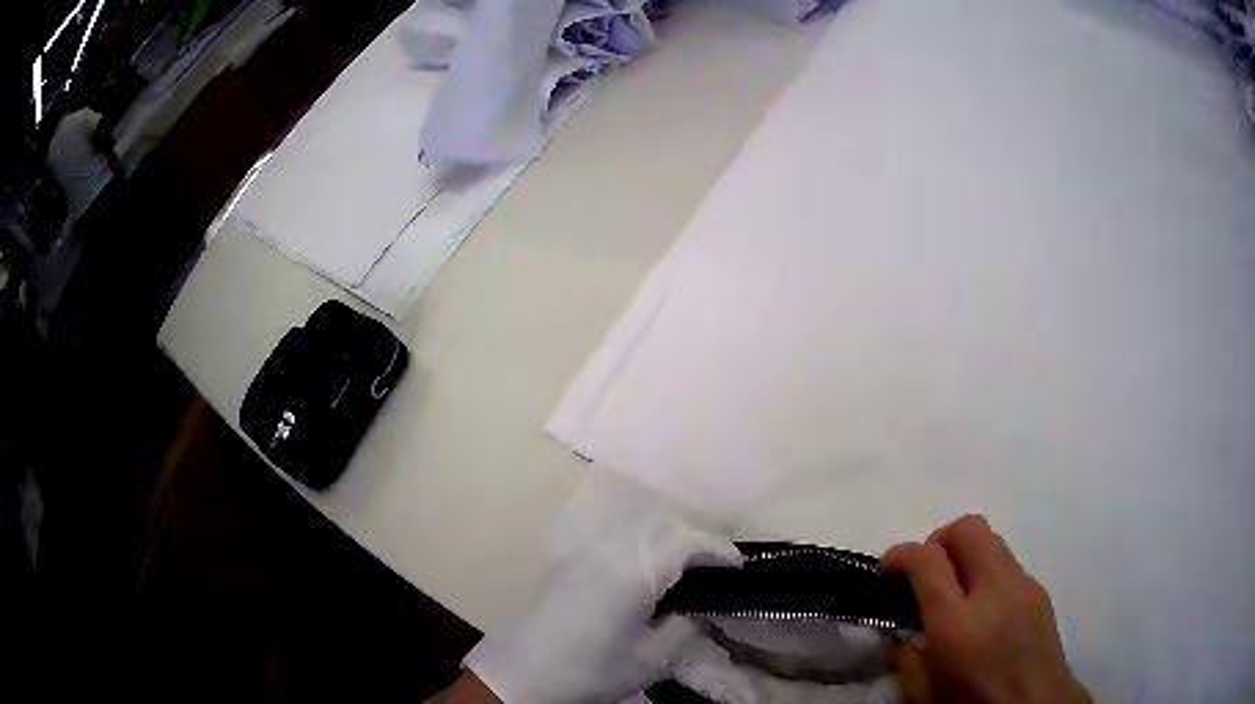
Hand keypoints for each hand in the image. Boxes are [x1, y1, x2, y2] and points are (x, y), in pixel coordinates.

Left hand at [464, 465, 743, 703]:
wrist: (522, 673)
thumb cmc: (589, 670)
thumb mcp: (649, 662)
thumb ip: (683, 630)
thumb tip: (699, 611)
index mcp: (633, 573)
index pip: (686, 543)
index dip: (717, 550)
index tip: (738, 566)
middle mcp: (609, 551)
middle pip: (663, 529)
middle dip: (696, 541)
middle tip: (716, 567)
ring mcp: (584, 553)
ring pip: (638, 530)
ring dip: (669, 540)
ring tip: (687, 568)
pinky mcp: (568, 562)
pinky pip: (616, 540)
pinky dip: (642, 547)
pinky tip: (647, 572)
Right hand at [882, 515, 1089, 703]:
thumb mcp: (924, 696)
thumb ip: (907, 659)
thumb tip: (903, 634)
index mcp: (957, 624)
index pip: (927, 559)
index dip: (900, 554)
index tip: (887, 569)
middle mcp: (994, 591)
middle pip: (967, 529)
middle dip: (939, 540)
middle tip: (926, 572)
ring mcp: (1023, 585)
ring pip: (991, 541)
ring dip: (966, 555)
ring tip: (956, 594)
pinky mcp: (1039, 589)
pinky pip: (1008, 563)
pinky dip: (988, 573)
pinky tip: (985, 611)